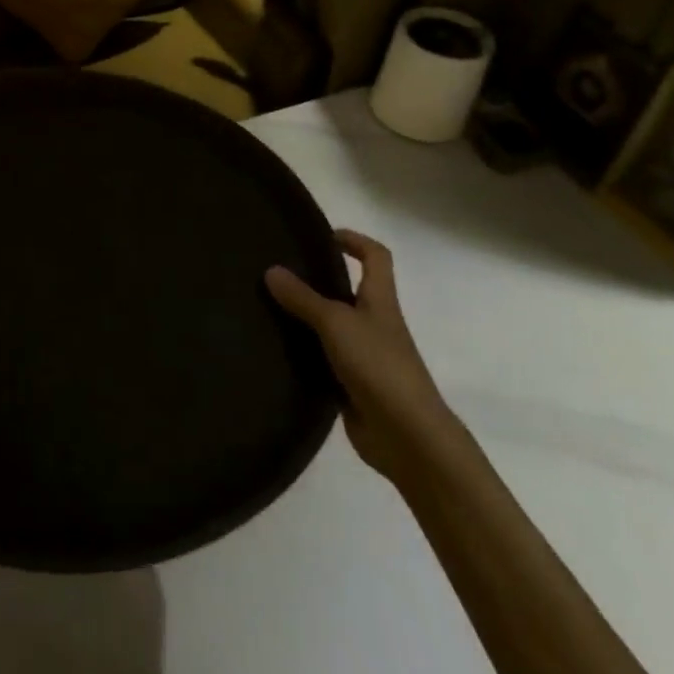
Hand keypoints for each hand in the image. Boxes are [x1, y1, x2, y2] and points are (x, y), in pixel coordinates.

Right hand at [267, 230, 454, 484]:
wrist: (406, 436)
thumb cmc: (378, 365)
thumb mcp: (336, 323)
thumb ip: (303, 298)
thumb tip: (271, 269)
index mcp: (380, 300)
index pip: (376, 257)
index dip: (354, 240)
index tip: (322, 237)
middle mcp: (374, 323)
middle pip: (349, 290)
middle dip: (319, 279)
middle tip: (279, 272)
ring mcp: (364, 356)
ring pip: (332, 326)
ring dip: (306, 318)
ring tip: (268, 307)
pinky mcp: (351, 385)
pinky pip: (323, 359)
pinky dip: (304, 353)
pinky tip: (276, 350)